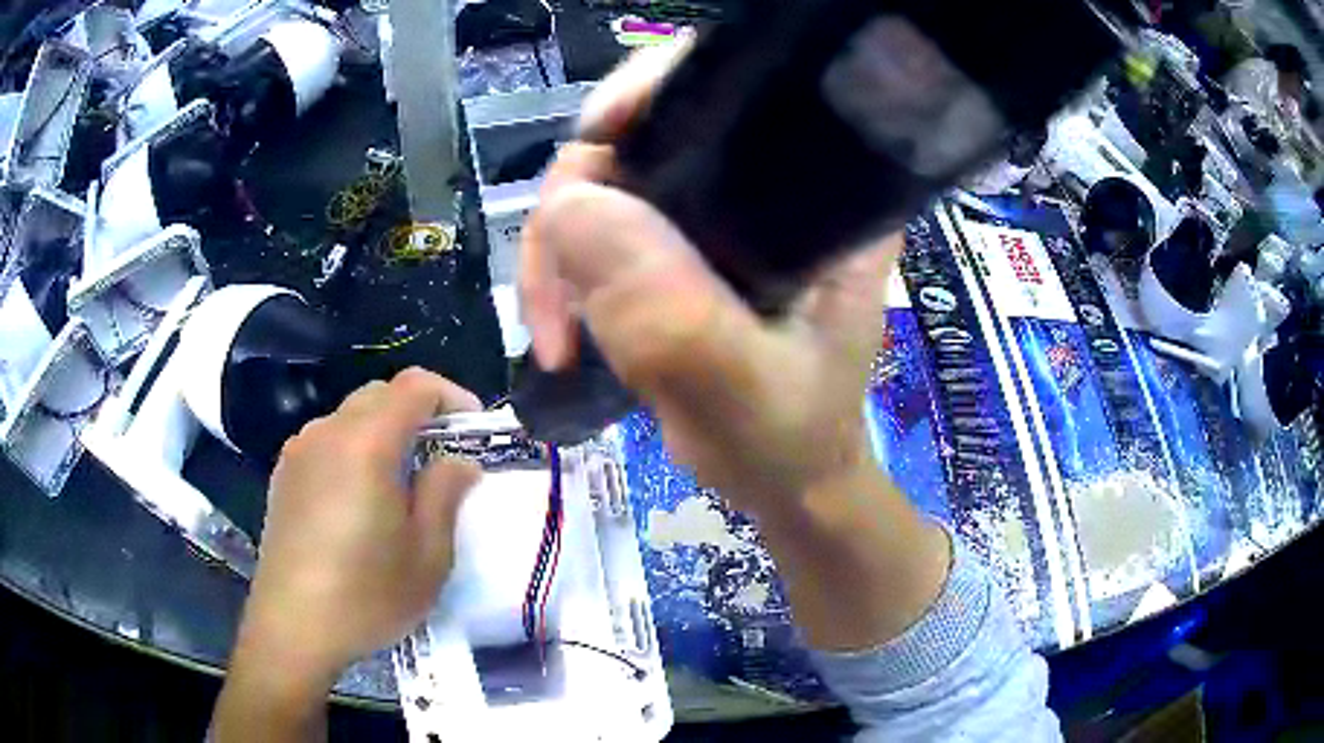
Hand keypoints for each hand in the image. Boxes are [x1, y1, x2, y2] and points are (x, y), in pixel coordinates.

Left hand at [236, 368, 481, 689]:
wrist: (293, 627)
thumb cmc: (367, 595)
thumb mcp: (427, 556)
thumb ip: (445, 494)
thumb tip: (458, 461)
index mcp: (366, 444)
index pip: (414, 386)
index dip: (451, 396)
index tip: (473, 428)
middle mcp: (327, 432)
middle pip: (379, 395)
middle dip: (417, 413)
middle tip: (441, 456)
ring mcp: (299, 451)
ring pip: (350, 417)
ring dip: (383, 432)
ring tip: (400, 482)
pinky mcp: (283, 475)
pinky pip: (326, 442)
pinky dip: (353, 450)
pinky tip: (359, 499)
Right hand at [521, 43, 899, 514]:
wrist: (783, 480)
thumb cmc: (789, 440)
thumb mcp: (741, 389)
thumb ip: (670, 313)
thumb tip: (568, 208)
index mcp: (822, 190)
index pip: (737, 86)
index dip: (655, 92)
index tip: (598, 141)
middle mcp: (771, 179)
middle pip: (649, 131)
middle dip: (579, 202)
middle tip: (554, 300)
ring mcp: (717, 209)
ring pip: (610, 181)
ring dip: (560, 250)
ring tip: (557, 335)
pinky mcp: (680, 241)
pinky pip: (600, 224)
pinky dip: (566, 270)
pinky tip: (565, 326)